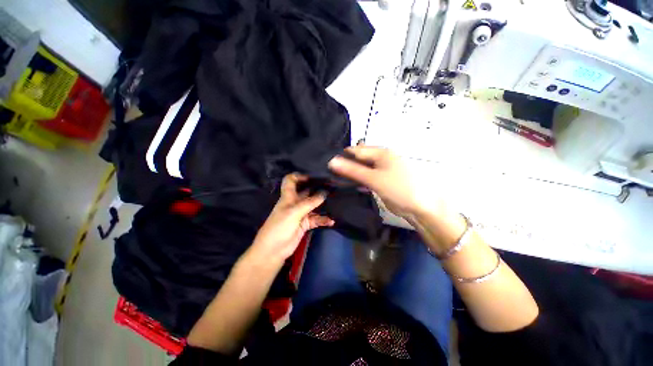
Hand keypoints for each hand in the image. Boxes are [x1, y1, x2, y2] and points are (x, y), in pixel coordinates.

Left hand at [245, 174, 333, 268]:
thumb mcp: (294, 212)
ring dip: (323, 205)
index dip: (299, 176)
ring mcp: (301, 213)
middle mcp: (295, 202)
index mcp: (288, 196)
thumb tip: (325, 193)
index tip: (313, 175)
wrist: (273, 250)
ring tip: (336, 201)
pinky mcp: (305, 224)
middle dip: (317, 188)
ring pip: (314, 206)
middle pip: (306, 192)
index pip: (291, 180)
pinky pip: (316, 219)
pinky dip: (323, 220)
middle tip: (332, 186)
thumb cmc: (280, 227)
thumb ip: (310, 202)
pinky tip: (331, 221)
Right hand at [328, 145, 441, 219]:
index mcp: (381, 153)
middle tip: (330, 174)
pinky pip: (367, 178)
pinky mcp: (382, 181)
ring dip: (352, 174)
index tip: (327, 165)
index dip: (342, 157)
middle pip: (359, 159)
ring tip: (335, 180)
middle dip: (346, 166)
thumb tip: (332, 161)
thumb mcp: (373, 178)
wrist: (420, 207)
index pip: (356, 150)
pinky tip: (350, 185)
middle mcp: (381, 159)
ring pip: (362, 169)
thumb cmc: (398, 189)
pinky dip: (359, 181)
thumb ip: (352, 170)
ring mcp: (382, 170)